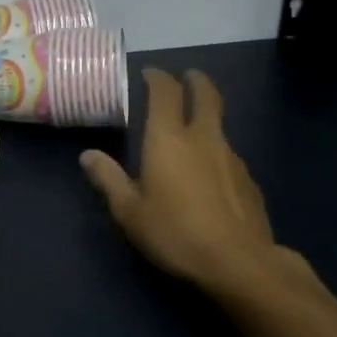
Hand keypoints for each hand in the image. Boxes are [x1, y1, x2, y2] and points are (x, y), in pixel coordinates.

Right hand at [80, 69, 286, 299]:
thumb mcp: (129, 211)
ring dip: (206, 119)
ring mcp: (231, 158)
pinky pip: (228, 155)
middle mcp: (203, 138)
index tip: (150, 73)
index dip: (157, 77)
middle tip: (187, 76)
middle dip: (195, 80)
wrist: (239, 263)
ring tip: (192, 132)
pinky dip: (216, 152)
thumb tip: (88, 155)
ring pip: (219, 126)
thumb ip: (109, 179)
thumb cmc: (175, 233)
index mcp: (169, 139)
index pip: (165, 92)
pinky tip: (209, 176)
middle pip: (206, 95)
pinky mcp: (249, 180)